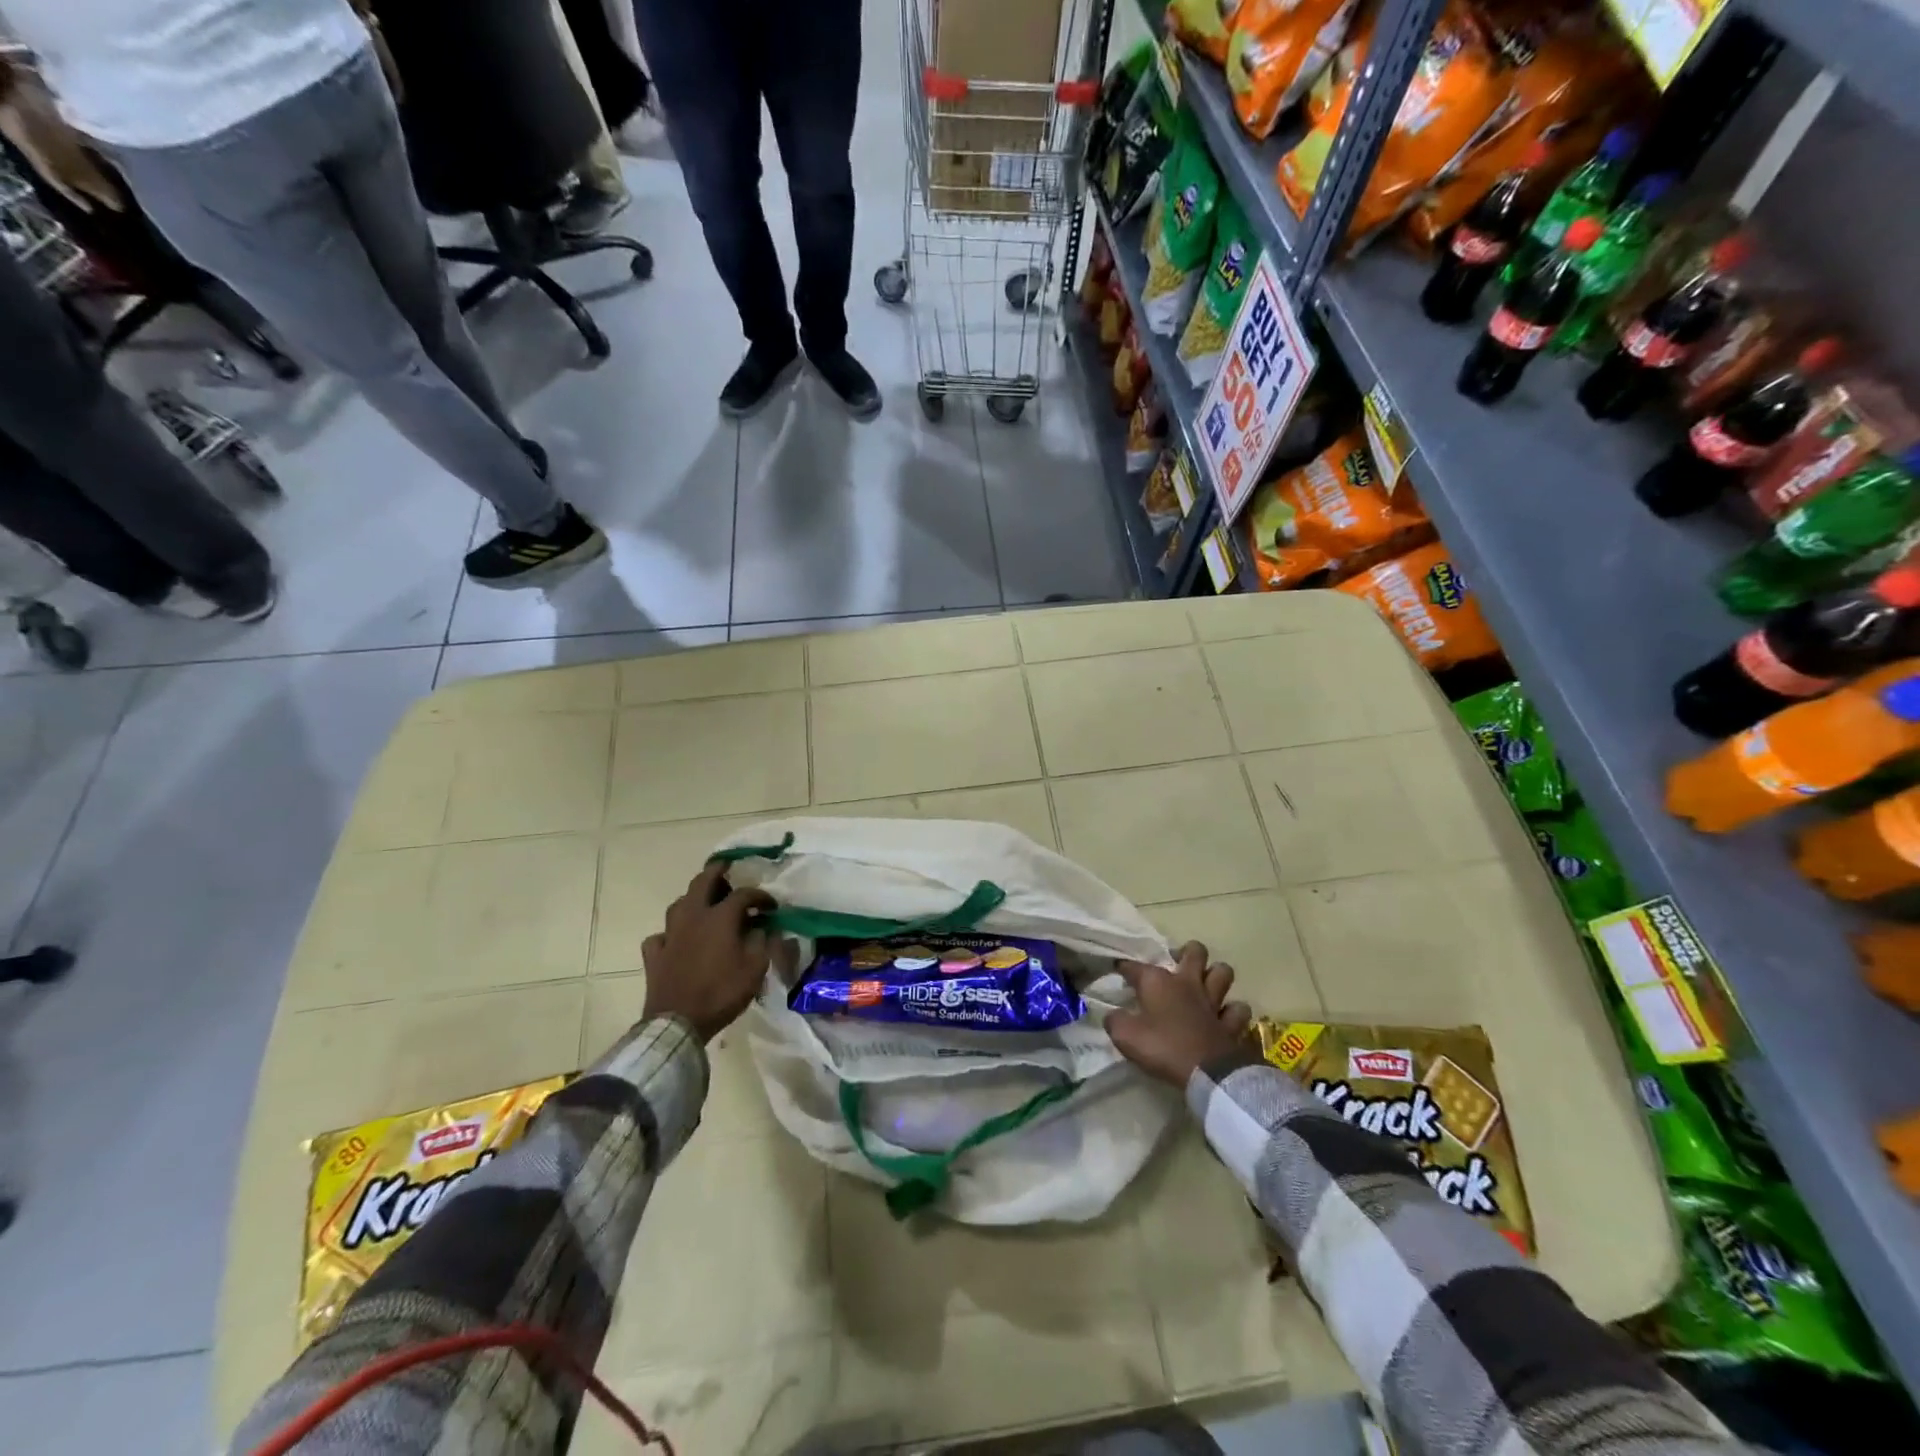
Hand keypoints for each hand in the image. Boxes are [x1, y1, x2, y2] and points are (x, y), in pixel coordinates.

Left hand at [640, 863, 777, 1041]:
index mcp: (720, 918)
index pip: (744, 895)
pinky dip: (669, 934)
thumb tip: (764, 929)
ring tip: (703, 904)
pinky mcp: (654, 955)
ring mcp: (670, 935)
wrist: (679, 1022)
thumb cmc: (722, 992)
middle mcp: (693, 917)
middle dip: (716, 872)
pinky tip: (675, 940)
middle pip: (702, 883)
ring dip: (692, 899)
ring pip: (678, 905)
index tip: (772, 906)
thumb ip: (762, 943)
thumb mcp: (755, 969)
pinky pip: (660, 936)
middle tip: (726, 867)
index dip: (760, 896)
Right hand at [1106, 941, 1252, 1087]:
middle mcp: (1187, 983)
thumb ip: (1115, 1021)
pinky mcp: (1232, 1022)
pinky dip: (1232, 1011)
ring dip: (1216, 975)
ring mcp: (1213, 1001)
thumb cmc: (1162, 1047)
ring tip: (1206, 983)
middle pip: (1195, 952)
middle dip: (1187, 952)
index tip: (1118, 969)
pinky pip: (1238, 1009)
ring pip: (1223, 973)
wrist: (1207, 1072)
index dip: (1125, 966)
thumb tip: (1113, 1015)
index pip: (1136, 966)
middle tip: (1177, 963)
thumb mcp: (1125, 1036)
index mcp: (1158, 982)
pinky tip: (1225, 1016)